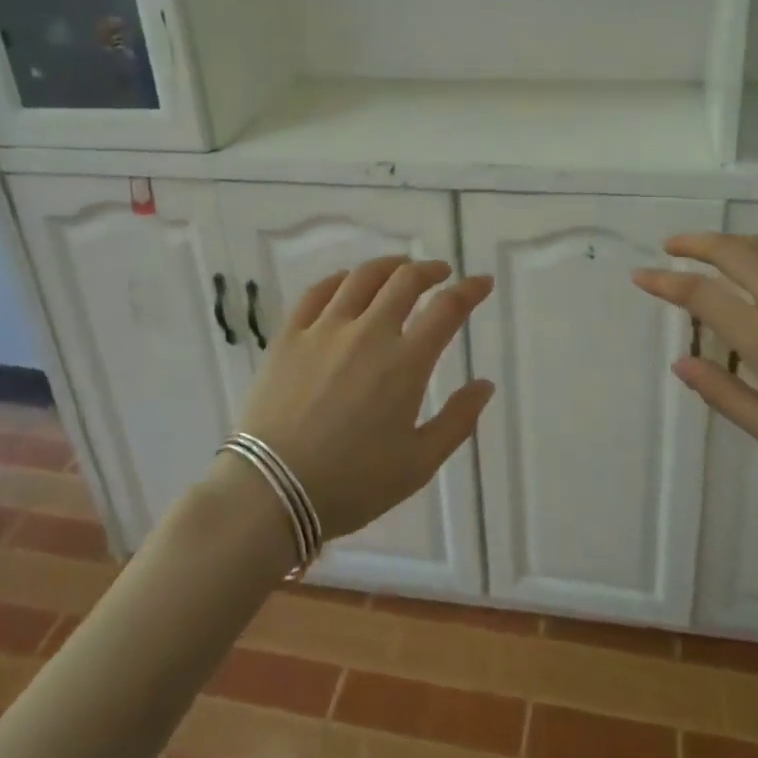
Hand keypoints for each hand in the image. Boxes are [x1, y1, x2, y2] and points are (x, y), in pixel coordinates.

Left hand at [238, 257, 494, 539]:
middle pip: (405, 281)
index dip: (470, 290)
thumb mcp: (419, 464)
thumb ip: (458, 421)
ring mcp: (325, 330)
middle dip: (430, 270)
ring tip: (399, 268)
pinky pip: (317, 292)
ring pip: (362, 278)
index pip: (447, 309)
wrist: (272, 491)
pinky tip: (346, 282)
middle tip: (440, 273)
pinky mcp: (290, 336)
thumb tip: (485, 384)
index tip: (482, 282)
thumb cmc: (352, 484)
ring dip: (388, 266)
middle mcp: (368, 333)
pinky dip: (339, 279)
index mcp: (405, 363)